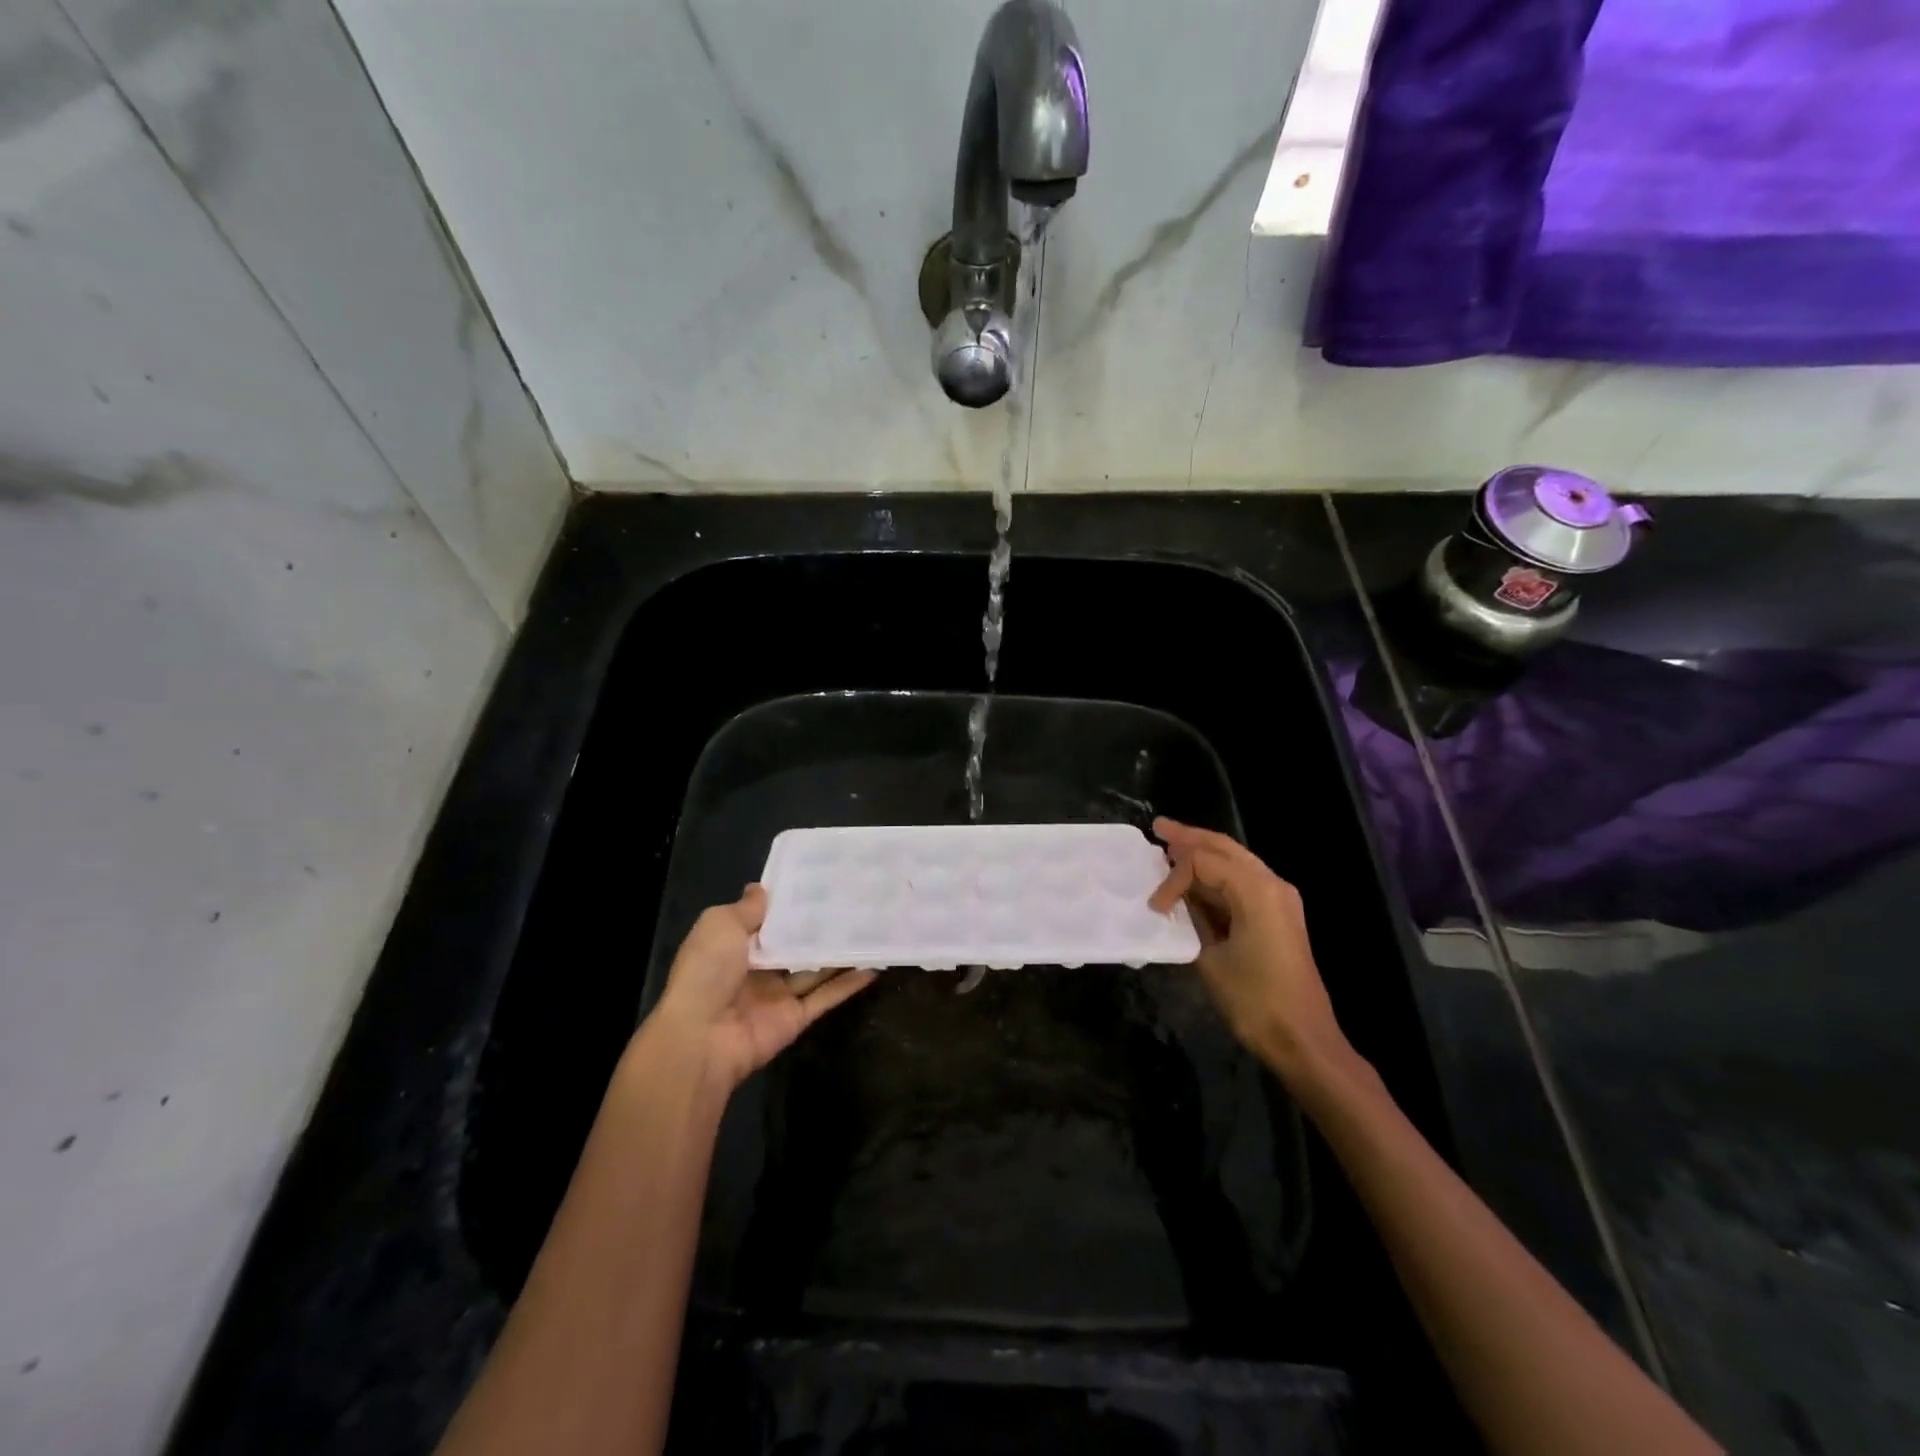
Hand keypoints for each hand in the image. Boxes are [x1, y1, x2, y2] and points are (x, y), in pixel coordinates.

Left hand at [649, 885, 875, 1093]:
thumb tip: (761, 888)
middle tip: (854, 899)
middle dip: (819, 925)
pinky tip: (873, 965)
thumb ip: (746, 908)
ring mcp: (778, 995)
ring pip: (815, 969)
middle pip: (795, 943)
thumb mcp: (720, 925)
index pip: (767, 920)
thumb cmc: (707, 971)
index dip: (790, 903)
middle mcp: (757, 969)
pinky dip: (849, 984)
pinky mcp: (796, 1018)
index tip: (820, 881)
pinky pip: (826, 997)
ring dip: (840, 952)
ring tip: (871, 926)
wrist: (702, 1037)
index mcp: (734, 945)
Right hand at [1149, 818, 1351, 1087]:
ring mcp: (1280, 898)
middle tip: (1159, 827)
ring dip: (1203, 853)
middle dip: (1190, 837)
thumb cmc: (1254, 1000)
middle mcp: (1272, 883)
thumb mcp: (1210, 957)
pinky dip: (1217, 874)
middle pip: (1224, 847)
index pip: (1202, 861)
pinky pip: (1243, 881)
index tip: (1155, 908)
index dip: (1173, 878)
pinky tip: (1196, 876)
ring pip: (1236, 860)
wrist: (1303, 1039)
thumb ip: (1193, 918)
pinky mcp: (1279, 915)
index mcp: (1256, 890)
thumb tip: (1179, 901)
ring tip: (1171, 844)